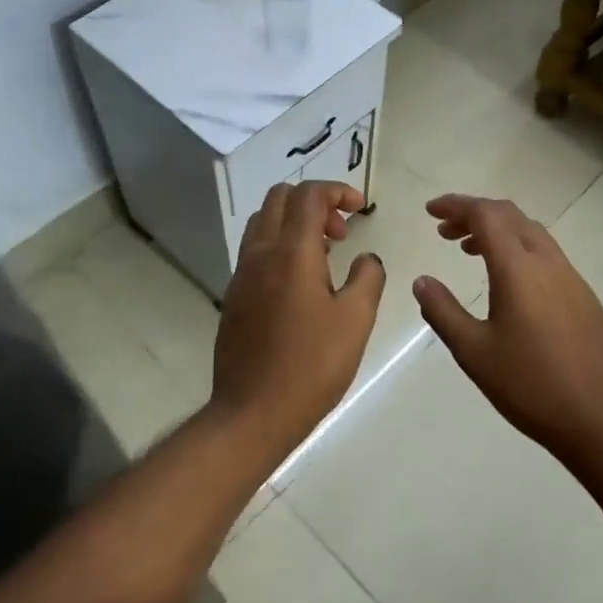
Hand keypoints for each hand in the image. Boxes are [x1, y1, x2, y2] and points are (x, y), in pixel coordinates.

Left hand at [211, 181, 385, 448]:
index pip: (309, 195)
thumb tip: (367, 258)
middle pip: (279, 198)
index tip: (360, 208)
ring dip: (293, 223)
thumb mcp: (356, 320)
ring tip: (323, 255)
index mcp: (291, 252)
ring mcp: (241, 275)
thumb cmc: (312, 365)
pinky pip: (255, 251)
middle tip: (341, 232)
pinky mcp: (233, 297)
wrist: (252, 411)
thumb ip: (368, 278)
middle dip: (314, 202)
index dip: (338, 190)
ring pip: (263, 223)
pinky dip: (279, 246)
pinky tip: (300, 284)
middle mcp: (260, 253)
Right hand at [413, 194, 602, 464]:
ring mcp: (572, 279)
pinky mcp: (585, 298)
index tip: (430, 211)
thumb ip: (443, 311)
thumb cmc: (530, 386)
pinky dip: (519, 250)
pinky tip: (507, 283)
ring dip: (498, 231)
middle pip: (510, 216)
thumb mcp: (474, 352)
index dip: (456, 205)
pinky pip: (546, 255)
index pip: (486, 215)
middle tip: (444, 231)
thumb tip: (422, 281)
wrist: (602, 420)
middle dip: (474, 214)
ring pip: (531, 234)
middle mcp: (548, 263)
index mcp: (519, 269)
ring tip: (468, 251)